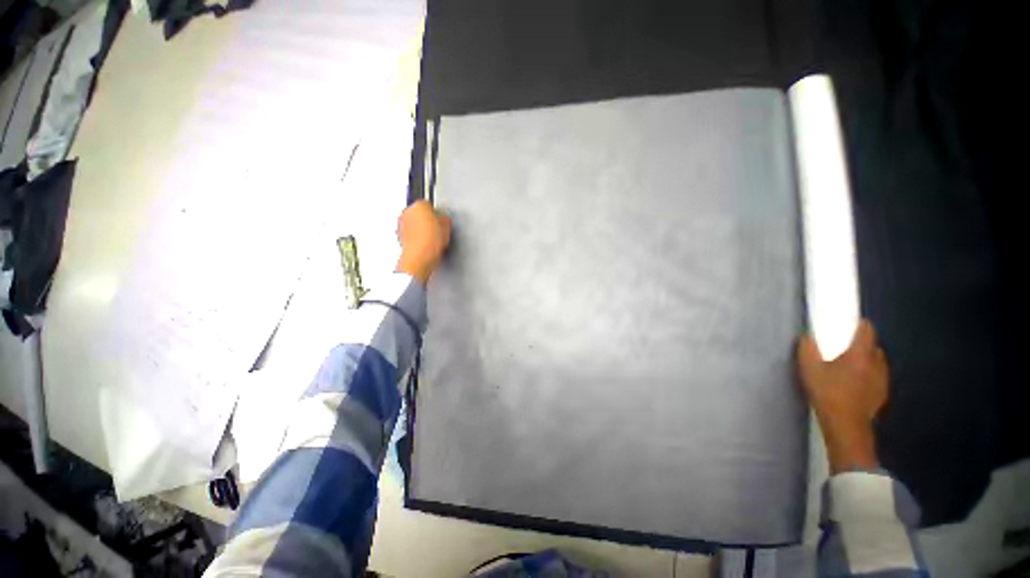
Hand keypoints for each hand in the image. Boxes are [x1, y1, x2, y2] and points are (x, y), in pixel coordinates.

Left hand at [396, 200, 451, 283]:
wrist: (419, 258)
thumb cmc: (429, 242)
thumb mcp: (447, 228)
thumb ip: (445, 219)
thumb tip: (445, 219)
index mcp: (419, 205)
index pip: (429, 204)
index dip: (437, 213)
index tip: (442, 219)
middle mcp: (407, 212)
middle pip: (419, 212)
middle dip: (427, 220)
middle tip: (438, 229)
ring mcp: (401, 224)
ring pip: (414, 223)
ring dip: (421, 228)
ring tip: (432, 239)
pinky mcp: (399, 236)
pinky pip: (410, 233)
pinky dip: (415, 237)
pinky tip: (425, 245)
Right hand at [798, 319, 888, 473]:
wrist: (846, 425)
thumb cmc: (828, 393)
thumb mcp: (809, 369)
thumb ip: (808, 349)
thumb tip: (807, 335)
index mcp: (861, 354)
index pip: (867, 330)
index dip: (859, 324)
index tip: (849, 323)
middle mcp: (877, 363)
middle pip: (873, 346)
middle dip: (861, 344)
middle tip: (844, 347)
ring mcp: (882, 379)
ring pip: (877, 362)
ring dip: (866, 360)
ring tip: (849, 366)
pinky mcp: (882, 393)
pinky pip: (876, 376)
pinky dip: (868, 375)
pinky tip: (855, 383)